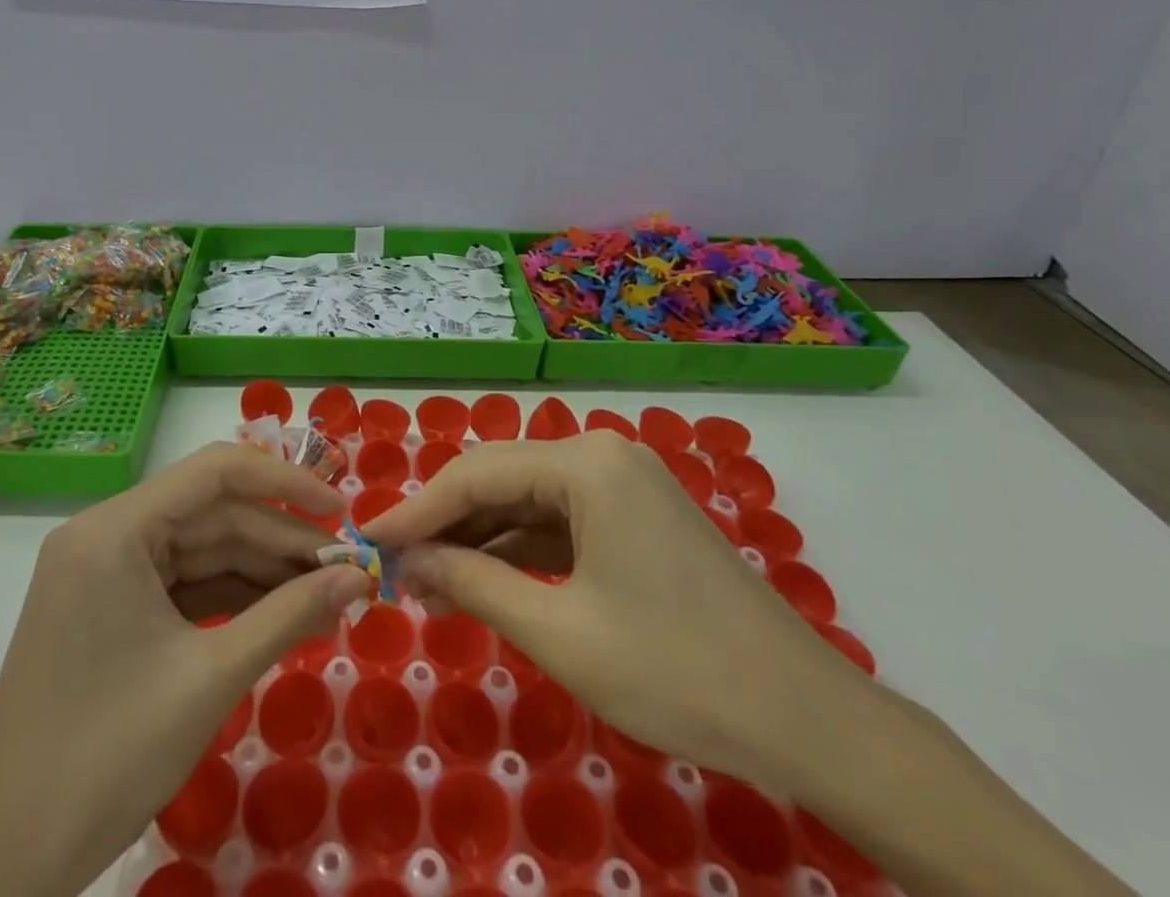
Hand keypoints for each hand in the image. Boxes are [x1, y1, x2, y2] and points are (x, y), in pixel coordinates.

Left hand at [0, 443, 370, 896]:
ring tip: (324, 594)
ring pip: (201, 550)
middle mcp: (105, 535)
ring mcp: (104, 572)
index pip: (214, 472)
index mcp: (114, 530)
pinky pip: (182, 584)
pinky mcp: (108, 609)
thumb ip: (289, 615)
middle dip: (281, 540)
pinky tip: (279, 614)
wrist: (4, 866)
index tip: (340, 510)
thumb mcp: (210, 678)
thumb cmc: (106, 759)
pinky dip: (231, 597)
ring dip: (262, 570)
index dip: (285, 483)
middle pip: (211, 514)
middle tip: (345, 569)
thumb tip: (358, 579)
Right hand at [366, 433, 1133, 896]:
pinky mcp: (636, 513)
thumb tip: (409, 564)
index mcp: (586, 463)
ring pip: (530, 500)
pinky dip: (523, 549)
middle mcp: (602, 453)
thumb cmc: (675, 670)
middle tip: (395, 567)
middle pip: (502, 479)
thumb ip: (475, 586)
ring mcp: (624, 481)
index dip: (416, 510)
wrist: (804, 716)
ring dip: (482, 538)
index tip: (366, 541)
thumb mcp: (560, 632)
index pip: (477, 474)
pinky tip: (488, 578)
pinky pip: (563, 520)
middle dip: (447, 524)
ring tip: (430, 580)